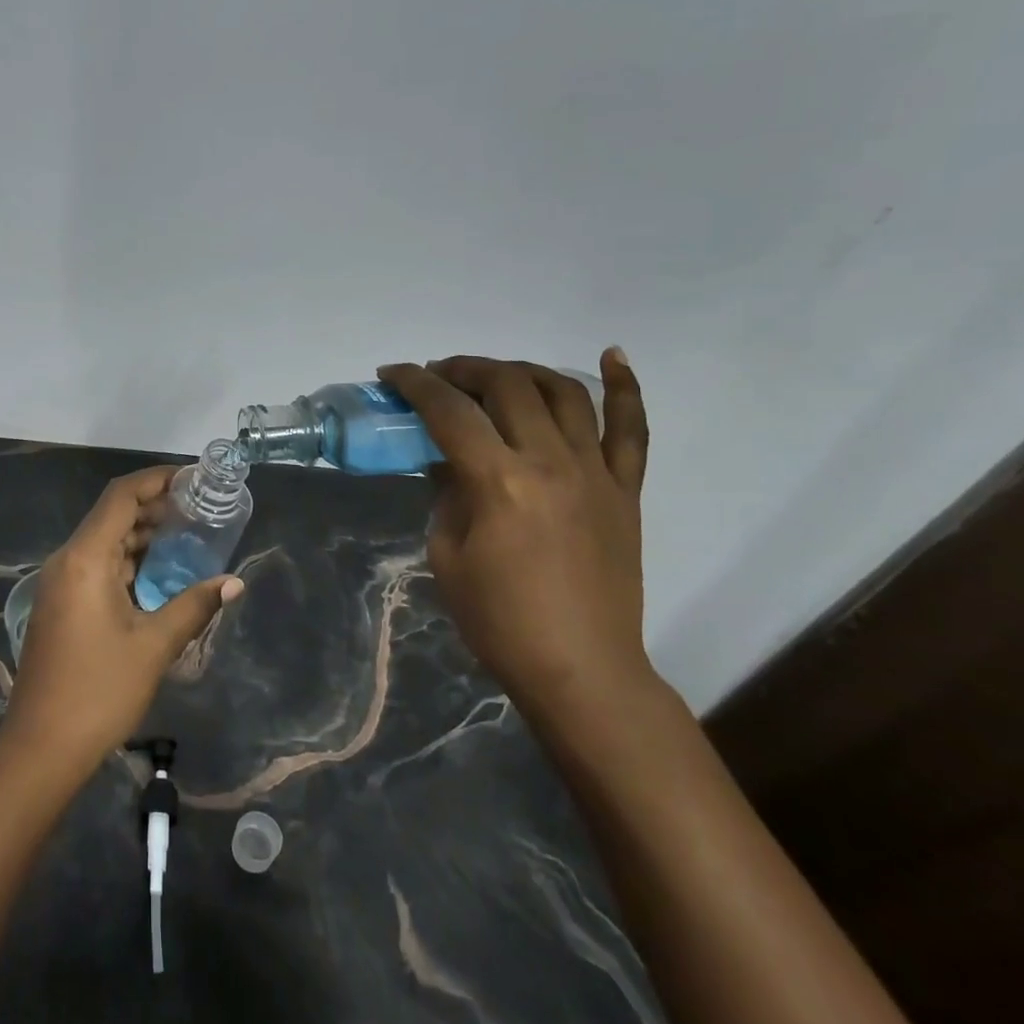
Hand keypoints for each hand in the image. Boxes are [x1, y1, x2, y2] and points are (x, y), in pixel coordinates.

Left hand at [2, 467, 244, 782]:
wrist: (41, 746)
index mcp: (85, 558)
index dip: (156, 480)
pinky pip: (97, 566)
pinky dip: (128, 560)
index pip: (121, 497)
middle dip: (154, 507)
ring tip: (187, 535)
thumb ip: (194, 606)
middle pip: (112, 515)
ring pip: (105, 542)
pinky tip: (159, 573)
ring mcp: (61, 583)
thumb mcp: (154, 646)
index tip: (192, 478)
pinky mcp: (61, 604)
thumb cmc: (99, 691)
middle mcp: (67, 560)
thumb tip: (235, 582)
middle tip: (198, 508)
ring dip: (142, 535)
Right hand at [378, 350, 652, 717]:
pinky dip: (625, 387)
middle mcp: (551, 462)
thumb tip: (447, 460)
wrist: (580, 669)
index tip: (392, 374)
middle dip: (464, 369)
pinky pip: (631, 429)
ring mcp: (596, 472)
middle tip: (438, 376)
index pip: (449, 411)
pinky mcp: (626, 489)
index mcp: (499, 482)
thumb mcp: (446, 553)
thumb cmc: (499, 620)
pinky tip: (611, 354)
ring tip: (495, 375)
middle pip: (507, 386)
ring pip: (563, 392)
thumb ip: (447, 493)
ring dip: (522, 371)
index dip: (415, 384)